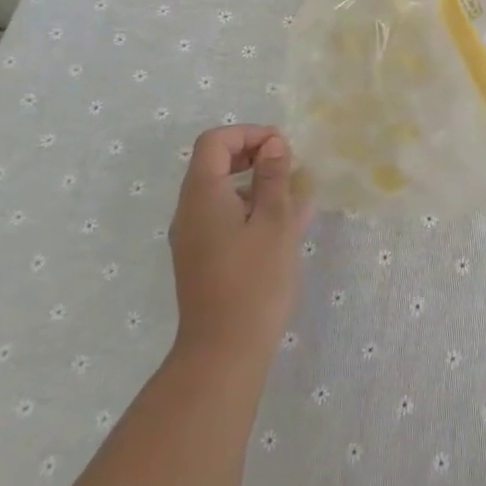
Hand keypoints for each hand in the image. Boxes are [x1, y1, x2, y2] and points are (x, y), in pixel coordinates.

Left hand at [170, 125, 309, 366]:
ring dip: (257, 184)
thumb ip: (274, 177)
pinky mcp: (202, 259)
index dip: (249, 133)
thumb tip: (273, 145)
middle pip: (215, 164)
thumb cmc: (254, 280)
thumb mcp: (274, 221)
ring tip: (296, 197)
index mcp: (202, 195)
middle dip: (254, 156)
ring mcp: (193, 237)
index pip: (215, 141)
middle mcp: (189, 211)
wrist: (224, 351)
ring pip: (223, 192)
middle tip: (289, 166)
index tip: (282, 147)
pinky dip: (251, 209)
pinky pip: (225, 218)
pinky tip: (285, 224)